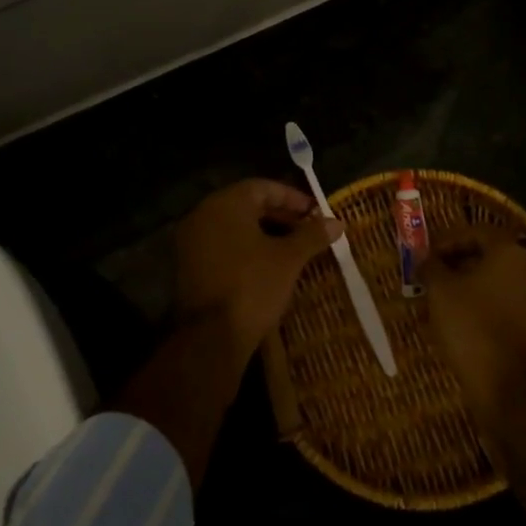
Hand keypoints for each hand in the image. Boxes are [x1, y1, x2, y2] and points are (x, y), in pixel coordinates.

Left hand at [174, 179, 343, 347]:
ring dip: (263, 232)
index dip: (292, 198)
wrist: (211, 338)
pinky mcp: (188, 266)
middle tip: (307, 230)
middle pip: (247, 205)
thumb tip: (337, 222)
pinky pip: (221, 245)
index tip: (315, 213)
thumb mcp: (289, 258)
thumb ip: (312, 235)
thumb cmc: (253, 286)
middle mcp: (203, 214)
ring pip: (234, 226)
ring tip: (292, 248)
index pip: (263, 187)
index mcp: (226, 204)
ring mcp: (191, 241)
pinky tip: (267, 265)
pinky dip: (245, 248)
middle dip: (280, 215)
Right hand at [422, 227, 525, 422]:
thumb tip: (424, 258)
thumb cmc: (472, 328)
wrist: (512, 389)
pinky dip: (485, 308)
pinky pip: (508, 306)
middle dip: (457, 266)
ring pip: (498, 284)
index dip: (447, 240)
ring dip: (469, 289)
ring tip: (441, 305)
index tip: (426, 256)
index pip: (476, 231)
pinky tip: (462, 325)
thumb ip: (431, 267)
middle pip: (489, 257)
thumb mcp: (440, 292)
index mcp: (510, 252)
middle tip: (432, 279)